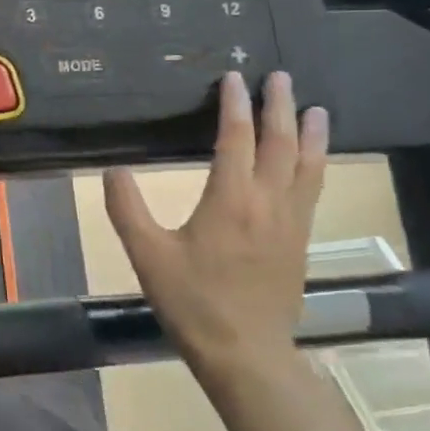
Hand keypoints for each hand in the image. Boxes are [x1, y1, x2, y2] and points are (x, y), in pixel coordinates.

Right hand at [103, 70, 328, 381]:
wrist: (246, 353)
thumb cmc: (192, 302)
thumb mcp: (147, 255)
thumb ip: (126, 209)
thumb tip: (112, 169)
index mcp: (231, 199)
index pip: (236, 138)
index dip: (234, 105)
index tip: (232, 77)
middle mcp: (268, 203)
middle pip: (280, 144)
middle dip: (278, 106)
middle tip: (279, 76)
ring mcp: (291, 223)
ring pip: (307, 166)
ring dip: (309, 133)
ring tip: (314, 108)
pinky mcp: (301, 242)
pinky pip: (313, 190)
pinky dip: (316, 164)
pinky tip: (314, 160)